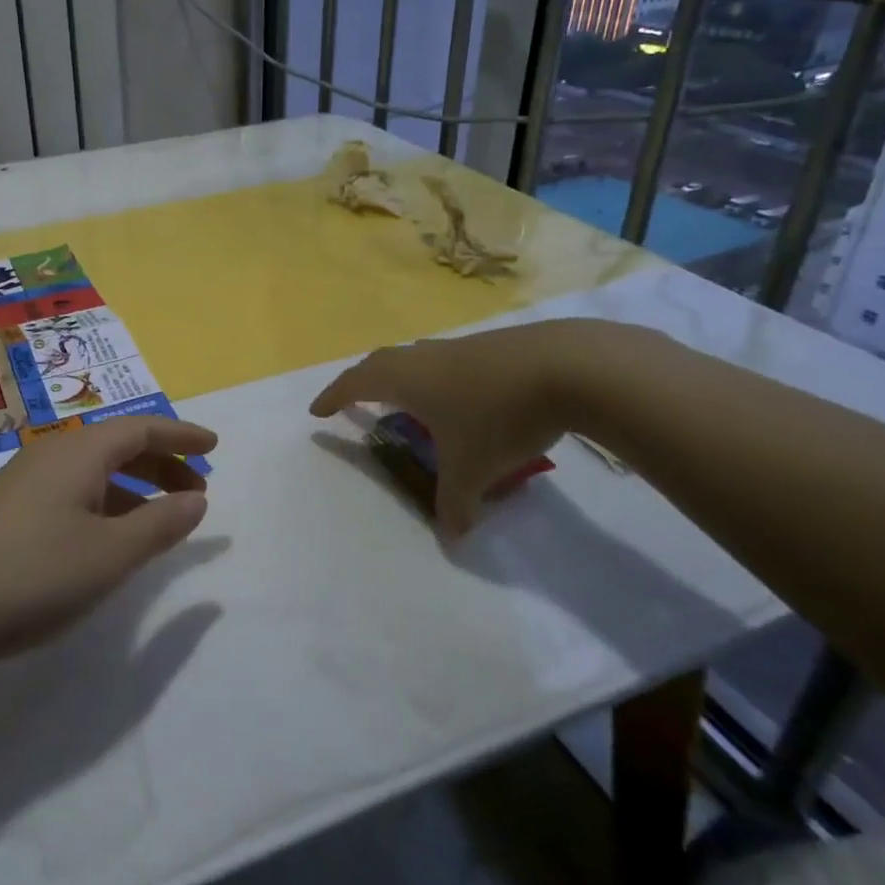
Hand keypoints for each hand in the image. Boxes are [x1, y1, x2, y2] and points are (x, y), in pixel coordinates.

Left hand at [0, 416, 215, 675]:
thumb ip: (159, 525)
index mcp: (79, 452)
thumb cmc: (29, 576)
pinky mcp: (4, 510)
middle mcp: (50, 455)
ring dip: (132, 486)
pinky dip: (102, 502)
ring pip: (91, 470)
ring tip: (158, 516)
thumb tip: (197, 498)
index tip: (214, 447)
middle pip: (117, 444)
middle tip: (195, 490)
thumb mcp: (108, 556)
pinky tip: (104, 537)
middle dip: (161, 462)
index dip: (181, 436)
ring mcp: (22, 481)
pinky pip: (69, 490)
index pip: (141, 428)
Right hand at [310, 319, 619, 537]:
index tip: (317, 412)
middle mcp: (424, 357)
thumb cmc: (499, 416)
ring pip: (414, 357)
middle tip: (354, 401)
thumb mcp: (473, 469)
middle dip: (361, 382)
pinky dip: (436, 376)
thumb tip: (451, 538)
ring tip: (405, 399)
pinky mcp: (491, 346)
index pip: (354, 383)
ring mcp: (458, 347)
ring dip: (400, 376)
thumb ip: (455, 504)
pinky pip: (446, 360)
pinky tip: (460, 396)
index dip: (333, 397)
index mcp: (405, 380)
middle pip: (379, 362)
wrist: (568, 366)